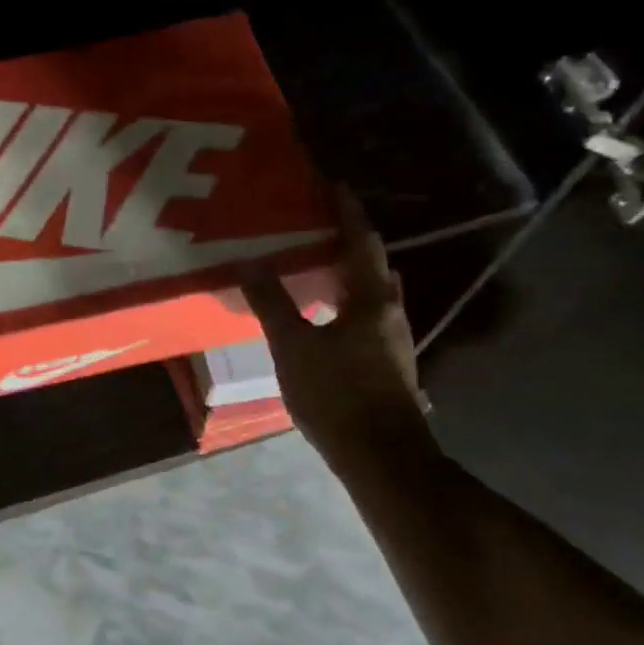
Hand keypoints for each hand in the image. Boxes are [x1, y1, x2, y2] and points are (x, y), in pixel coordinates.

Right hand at [242, 186, 435, 470]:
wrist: (382, 458)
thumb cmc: (338, 395)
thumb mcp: (294, 347)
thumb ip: (272, 304)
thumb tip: (249, 262)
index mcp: (371, 299)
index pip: (362, 242)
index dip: (347, 213)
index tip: (333, 186)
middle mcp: (390, 312)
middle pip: (373, 265)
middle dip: (350, 242)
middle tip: (318, 226)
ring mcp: (393, 341)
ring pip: (372, 293)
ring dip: (349, 274)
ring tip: (316, 265)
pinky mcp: (388, 364)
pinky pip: (367, 317)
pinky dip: (347, 303)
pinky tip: (324, 317)